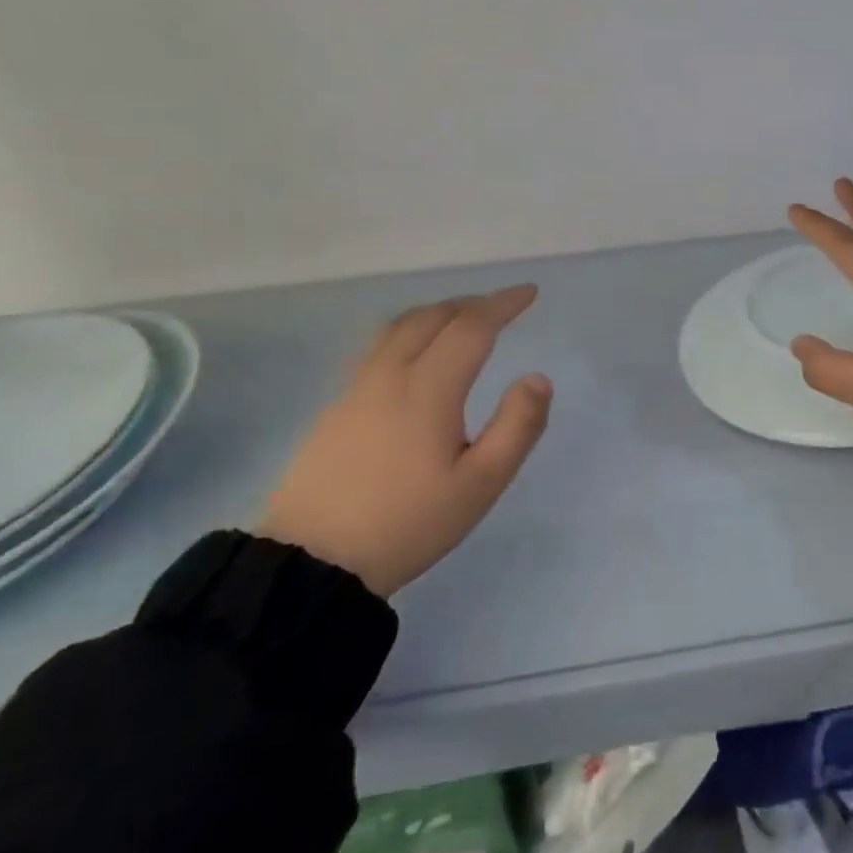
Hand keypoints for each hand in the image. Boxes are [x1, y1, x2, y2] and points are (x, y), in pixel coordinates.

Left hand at [256, 285, 551, 597]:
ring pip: (399, 326)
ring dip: (437, 311)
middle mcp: (390, 374)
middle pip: (433, 317)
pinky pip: (378, 345)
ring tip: (460, 319)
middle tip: (502, 306)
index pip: (472, 326)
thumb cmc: (408, 523)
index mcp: (429, 388)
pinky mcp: (336, 405)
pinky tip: (413, 353)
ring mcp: (356, 387)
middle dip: (472, 303)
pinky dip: (408, 329)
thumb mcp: (480, 484)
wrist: (313, 561)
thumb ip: (517, 427)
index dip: (503, 303)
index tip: (529, 292)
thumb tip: (538, 378)